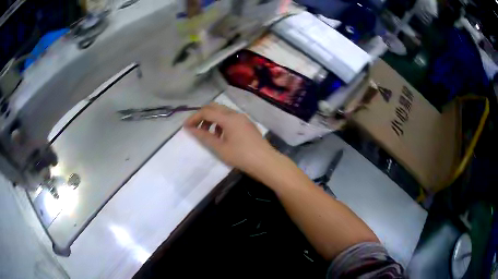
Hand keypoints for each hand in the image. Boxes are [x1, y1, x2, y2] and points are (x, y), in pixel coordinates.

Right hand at [184, 103, 276, 174]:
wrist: (266, 162)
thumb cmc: (241, 157)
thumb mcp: (220, 148)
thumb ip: (204, 137)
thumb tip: (191, 129)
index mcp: (228, 118)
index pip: (206, 111)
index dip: (194, 118)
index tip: (185, 127)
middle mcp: (236, 114)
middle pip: (215, 107)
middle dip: (203, 115)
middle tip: (195, 127)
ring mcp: (243, 118)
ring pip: (223, 112)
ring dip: (212, 119)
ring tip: (208, 134)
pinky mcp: (247, 124)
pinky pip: (231, 118)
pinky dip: (221, 123)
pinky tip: (221, 136)